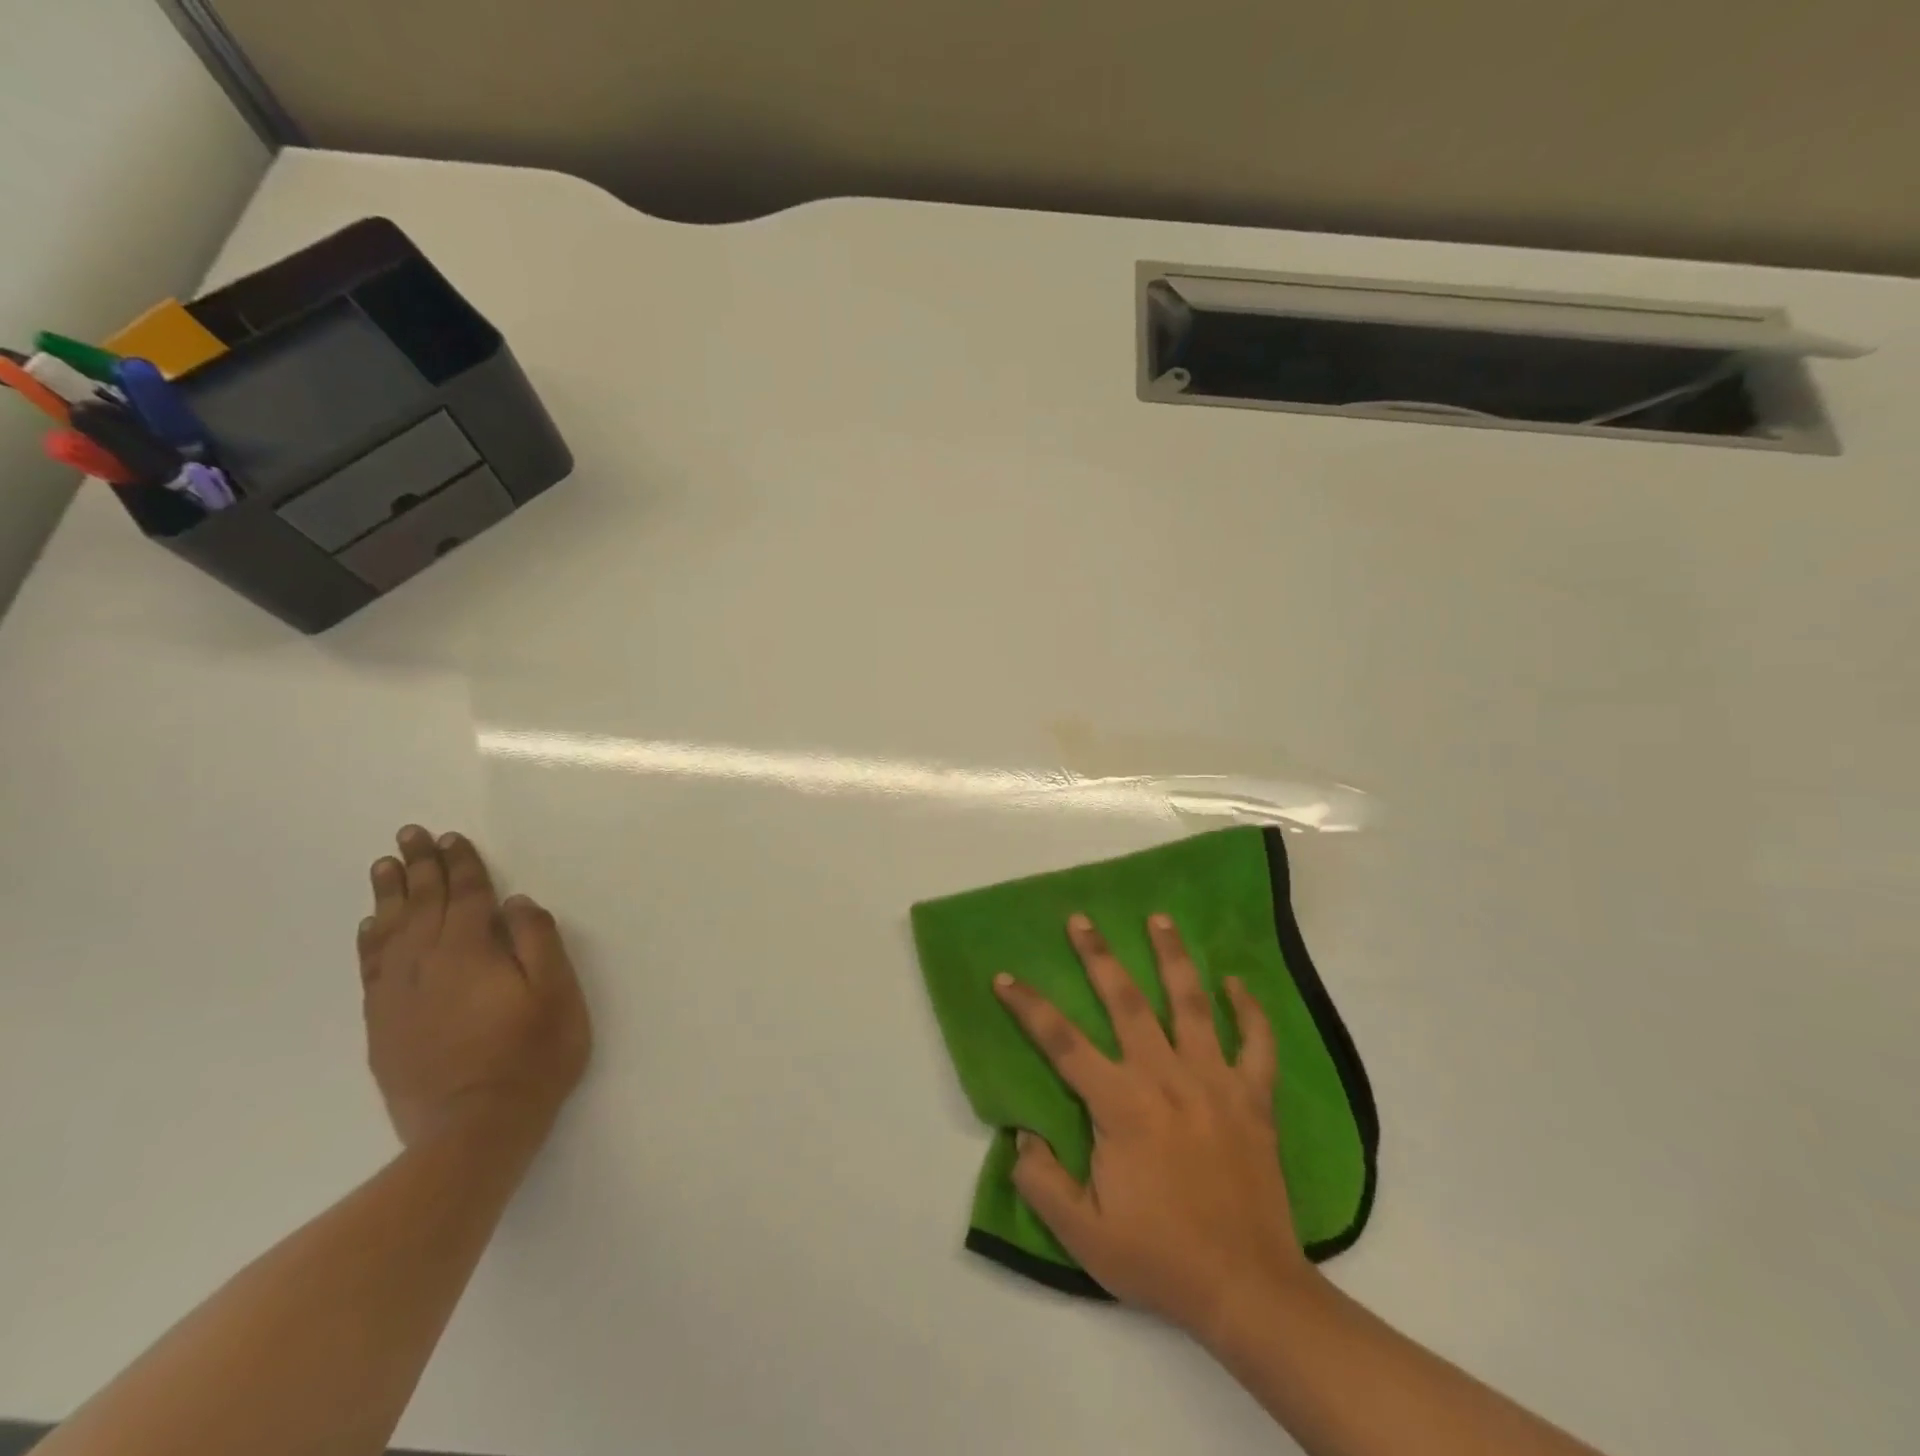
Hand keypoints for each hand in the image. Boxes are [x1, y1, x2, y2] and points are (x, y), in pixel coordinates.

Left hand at [359, 825, 591, 1147]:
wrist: (472, 1130)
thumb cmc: (531, 1056)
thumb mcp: (556, 994)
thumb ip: (537, 941)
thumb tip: (516, 903)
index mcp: (472, 952)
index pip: (466, 895)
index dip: (461, 864)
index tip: (451, 837)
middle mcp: (428, 963)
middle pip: (423, 904)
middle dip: (419, 866)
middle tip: (409, 834)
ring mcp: (400, 995)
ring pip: (391, 931)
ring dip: (390, 895)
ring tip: (385, 865)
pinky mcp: (384, 1024)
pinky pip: (372, 968)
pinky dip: (370, 940)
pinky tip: (370, 926)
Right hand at [993, 912, 1313, 1337]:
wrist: (1247, 1289)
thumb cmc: (1161, 1259)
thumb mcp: (1083, 1235)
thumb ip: (1042, 1182)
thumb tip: (1020, 1135)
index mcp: (1121, 1105)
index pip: (1063, 1043)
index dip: (1030, 1007)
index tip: (1006, 977)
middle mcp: (1165, 1078)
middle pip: (1126, 1002)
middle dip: (1099, 956)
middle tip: (1082, 919)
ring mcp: (1215, 1082)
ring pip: (1191, 1004)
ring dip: (1173, 957)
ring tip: (1159, 919)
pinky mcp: (1253, 1098)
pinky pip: (1256, 1043)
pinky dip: (1249, 1010)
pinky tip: (1237, 982)